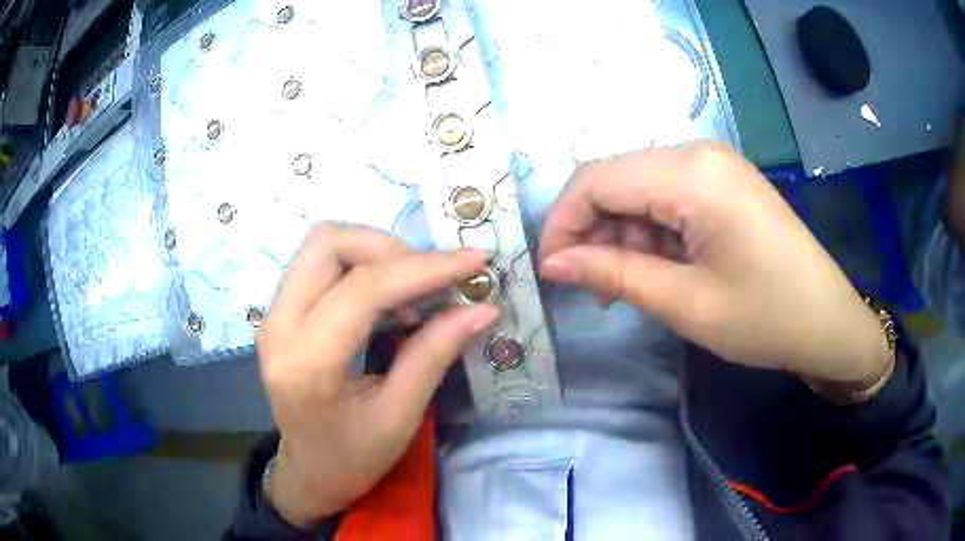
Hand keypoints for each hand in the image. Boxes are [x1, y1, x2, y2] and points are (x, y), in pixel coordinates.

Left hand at [257, 223, 498, 524]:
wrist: (310, 471)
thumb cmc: (354, 458)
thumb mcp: (401, 417)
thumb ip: (434, 355)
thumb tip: (482, 309)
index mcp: (306, 365)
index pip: (362, 291)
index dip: (422, 269)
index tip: (472, 261)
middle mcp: (278, 327)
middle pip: (329, 244)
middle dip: (391, 249)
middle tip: (433, 280)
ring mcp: (273, 315)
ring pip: (322, 244)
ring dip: (375, 251)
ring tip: (413, 287)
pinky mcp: (279, 311)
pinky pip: (319, 262)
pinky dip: (361, 263)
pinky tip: (389, 293)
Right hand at [539, 143, 890, 385]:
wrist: (829, 321)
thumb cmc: (766, 318)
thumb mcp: (687, 304)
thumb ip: (615, 274)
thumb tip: (554, 265)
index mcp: (692, 174)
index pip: (596, 180)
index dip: (562, 223)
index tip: (552, 273)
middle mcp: (698, 153)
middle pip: (616, 177)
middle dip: (590, 229)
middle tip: (588, 285)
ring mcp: (714, 165)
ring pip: (639, 187)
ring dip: (620, 232)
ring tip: (623, 284)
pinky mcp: (723, 183)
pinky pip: (667, 195)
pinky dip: (649, 230)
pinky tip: (654, 266)